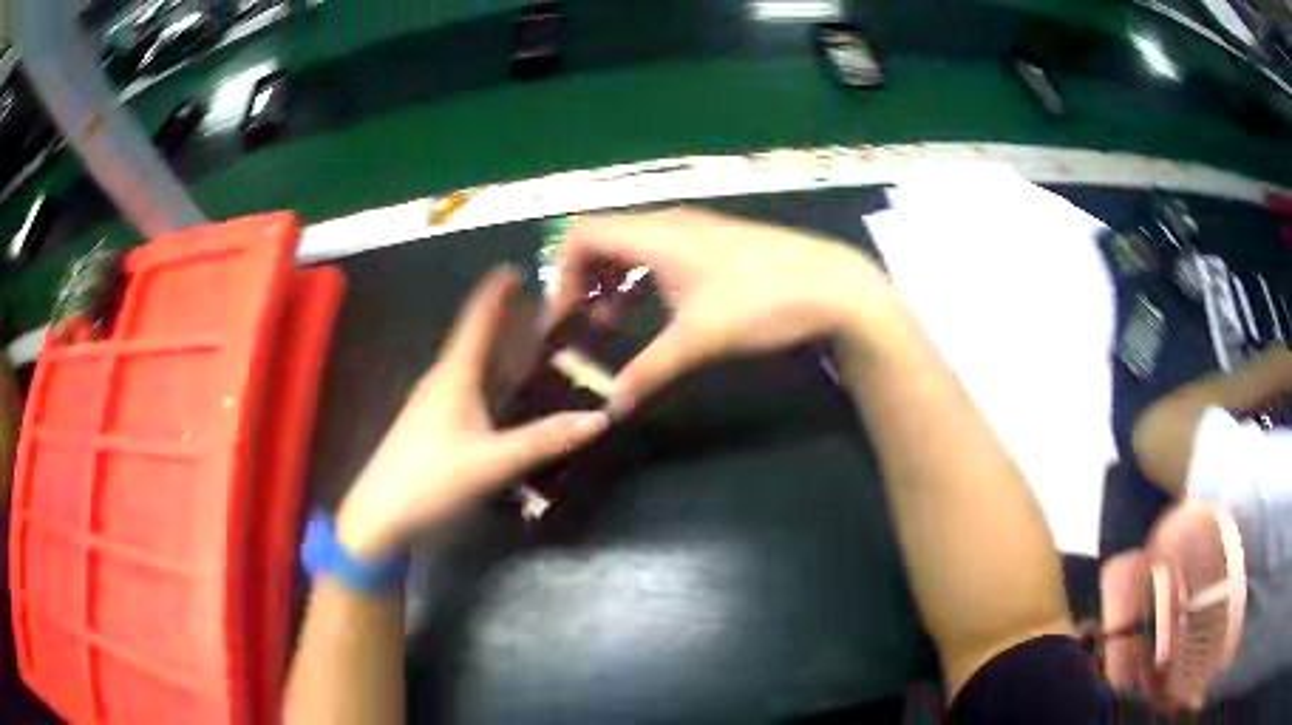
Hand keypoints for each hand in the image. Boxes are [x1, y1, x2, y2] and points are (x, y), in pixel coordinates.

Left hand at [337, 268, 609, 558]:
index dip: (495, 293)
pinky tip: (501, 395)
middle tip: (540, 310)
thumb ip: (544, 440)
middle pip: (475, 340)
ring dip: (496, 351)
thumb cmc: (431, 481)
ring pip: (470, 366)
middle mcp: (441, 381)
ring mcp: (431, 405)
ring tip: (528, 344)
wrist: (379, 518)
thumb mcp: (493, 463)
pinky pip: (465, 389)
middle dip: (504, 321)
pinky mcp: (430, 427)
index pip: (477, 320)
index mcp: (453, 376)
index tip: (514, 269)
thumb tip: (599, 418)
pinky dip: (488, 380)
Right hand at [551, 207, 898, 413]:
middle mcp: (668, 223)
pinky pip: (661, 252)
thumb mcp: (698, 342)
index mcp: (654, 235)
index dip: (561, 274)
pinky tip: (655, 309)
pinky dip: (644, 277)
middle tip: (582, 323)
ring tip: (612, 320)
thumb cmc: (760, 303)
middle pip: (604, 238)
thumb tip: (612, 407)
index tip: (564, 318)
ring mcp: (696, 230)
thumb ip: (648, 372)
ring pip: (634, 245)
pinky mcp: (717, 243)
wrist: (834, 287)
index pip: (581, 235)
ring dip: (614, 279)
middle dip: (584, 279)